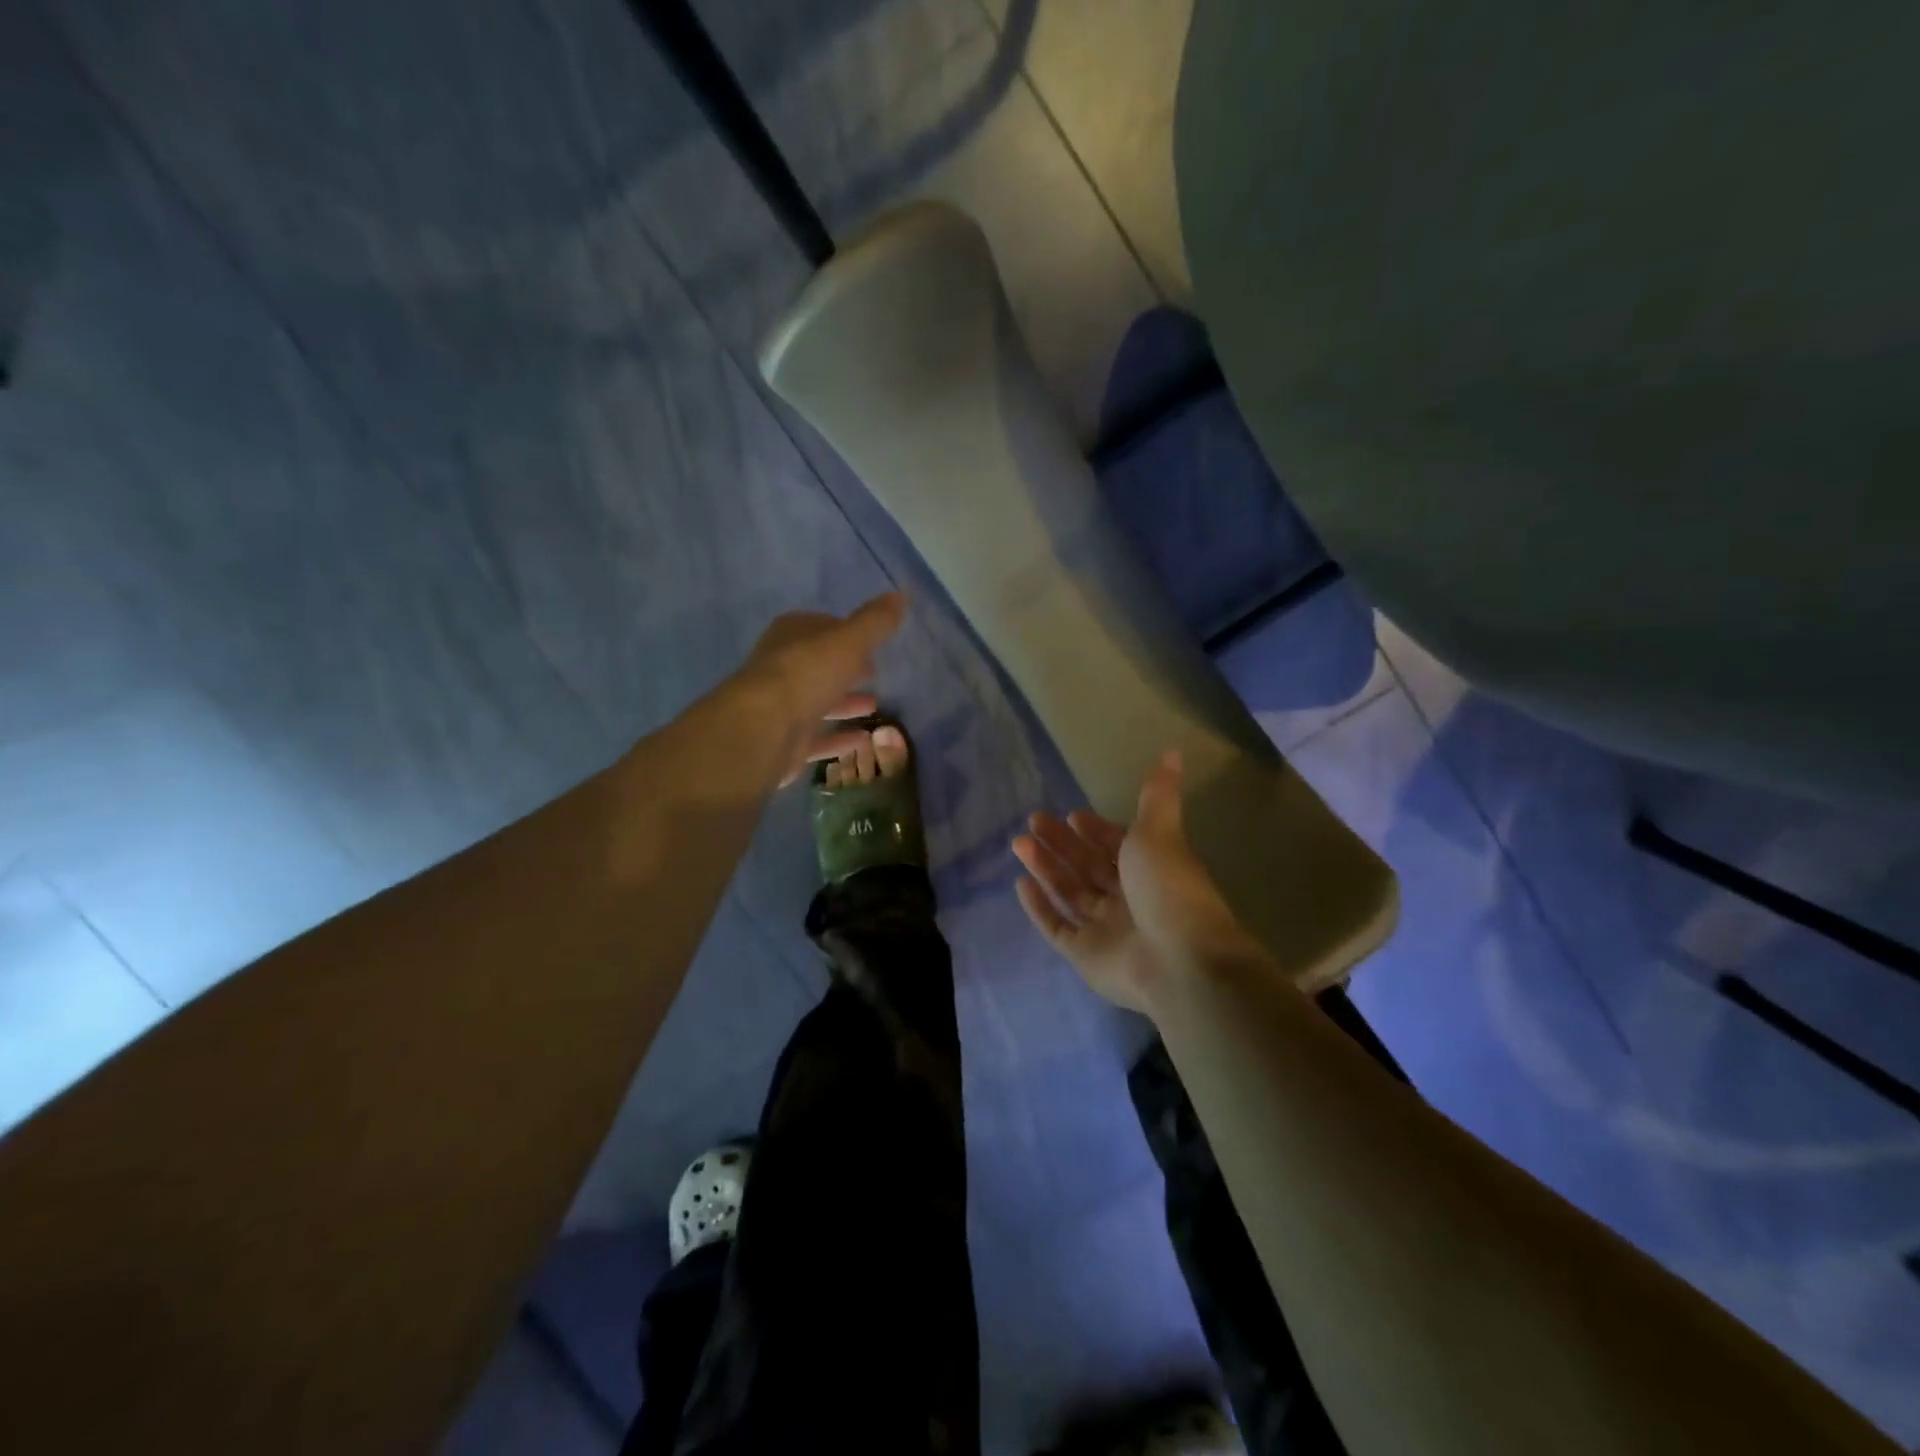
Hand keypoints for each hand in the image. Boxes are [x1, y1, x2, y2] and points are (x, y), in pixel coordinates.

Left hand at [728, 592, 906, 786]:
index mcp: (791, 634)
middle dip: (846, 669)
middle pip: (820, 665)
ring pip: (818, 701)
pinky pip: (817, 736)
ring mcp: (781, 705)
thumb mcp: (849, 640)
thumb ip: (875, 621)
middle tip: (875, 673)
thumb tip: (902, 593)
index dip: (847, 633)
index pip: (822, 626)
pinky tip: (863, 740)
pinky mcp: (784, 740)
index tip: (872, 643)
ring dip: (845, 703)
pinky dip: (839, 737)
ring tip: (875, 706)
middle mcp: (782, 666)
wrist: (764, 728)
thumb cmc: (806, 674)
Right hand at [1013, 751, 1260, 1014]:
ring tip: (1019, 843)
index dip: (1095, 830)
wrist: (1181, 962)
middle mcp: (1128, 898)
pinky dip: (1039, 907)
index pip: (1116, 846)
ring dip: (1045, 867)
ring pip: (1069, 892)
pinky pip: (1057, 927)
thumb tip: (1174, 751)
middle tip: (1032, 821)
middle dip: (1061, 843)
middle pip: (1088, 867)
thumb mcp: (1160, 832)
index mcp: (1149, 870)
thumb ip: (1157, 794)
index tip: (1070, 814)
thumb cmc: (1169, 889)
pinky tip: (1021, 884)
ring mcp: (1106, 929)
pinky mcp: (1085, 955)